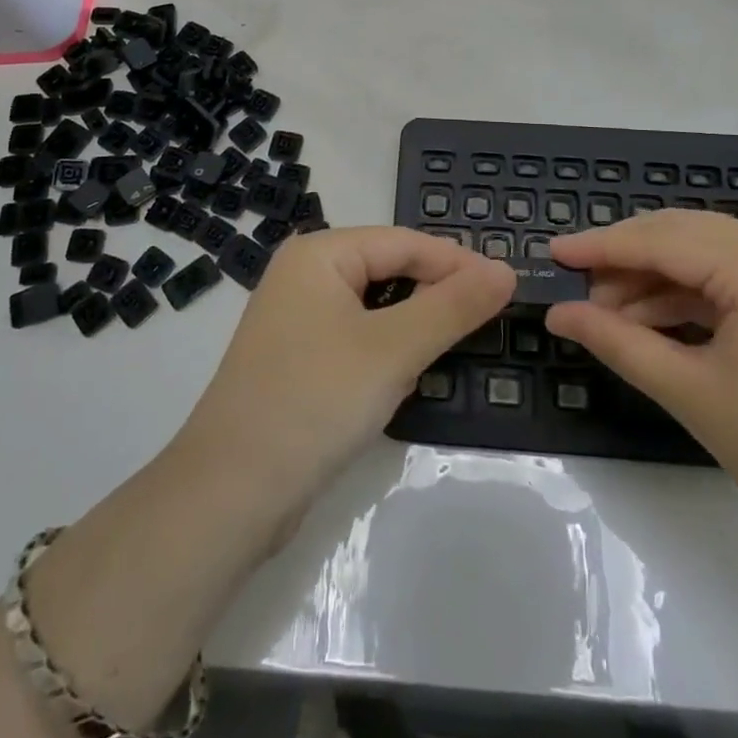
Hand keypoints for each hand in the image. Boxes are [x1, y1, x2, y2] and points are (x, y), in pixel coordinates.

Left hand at [180, 226, 513, 506]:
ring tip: (455, 345)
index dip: (458, 262)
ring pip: (375, 306)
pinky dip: (387, 350)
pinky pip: (357, 337)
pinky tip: (406, 375)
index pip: (404, 242)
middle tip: (488, 320)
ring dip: (414, 324)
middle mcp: (304, 275)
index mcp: (319, 254)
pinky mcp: (298, 359)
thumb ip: (453, 306)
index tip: (508, 288)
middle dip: (436, 293)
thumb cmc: (315, 402)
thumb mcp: (394, 350)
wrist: (229, 496)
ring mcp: (297, 318)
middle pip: (389, 269)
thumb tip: (506, 270)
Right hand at [545, 211, 737, 558]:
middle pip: (684, 237)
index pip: (661, 240)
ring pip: (707, 257)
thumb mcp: (693, 393)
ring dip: (656, 282)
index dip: (601, 247)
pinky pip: (734, 281)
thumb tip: (558, 315)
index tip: (552, 255)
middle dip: (626, 261)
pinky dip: (691, 298)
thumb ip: (618, 342)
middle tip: (576, 291)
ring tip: (609, 316)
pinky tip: (654, 323)